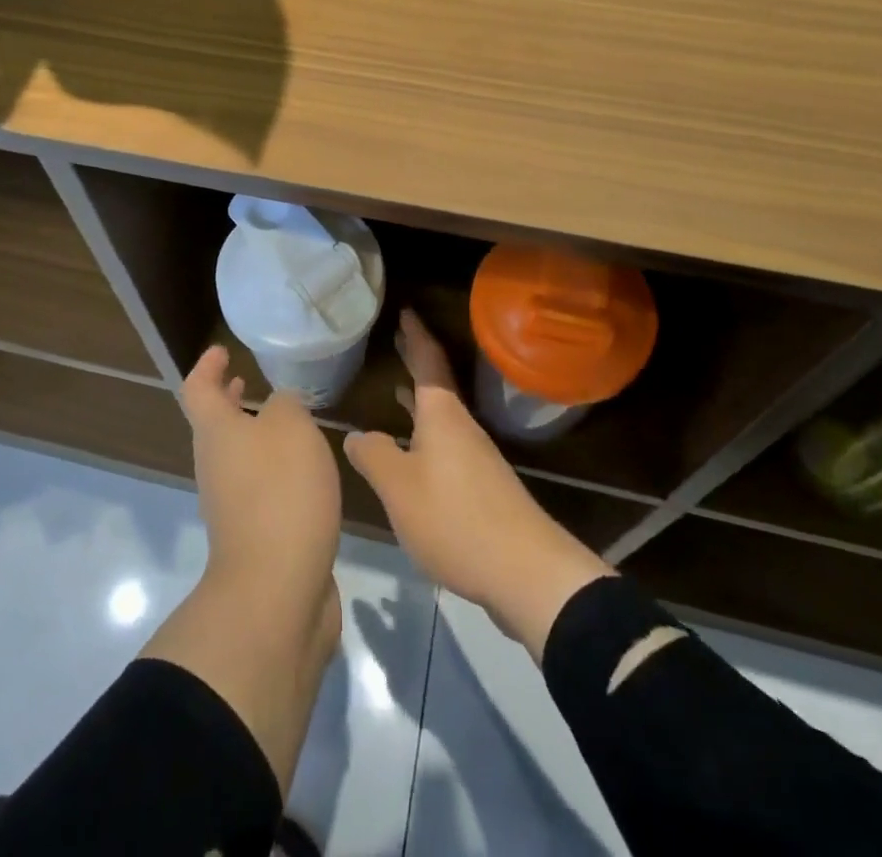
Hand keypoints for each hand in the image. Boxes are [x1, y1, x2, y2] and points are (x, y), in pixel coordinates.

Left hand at [182, 345, 343, 603]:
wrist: (275, 590)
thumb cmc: (280, 492)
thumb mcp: (291, 427)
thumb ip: (286, 405)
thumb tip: (279, 407)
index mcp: (216, 433)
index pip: (198, 389)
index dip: (207, 366)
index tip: (222, 351)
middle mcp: (216, 466)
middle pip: (214, 425)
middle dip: (228, 401)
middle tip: (247, 381)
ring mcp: (231, 505)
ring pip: (237, 457)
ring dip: (254, 435)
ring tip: (286, 422)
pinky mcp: (256, 535)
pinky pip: (259, 487)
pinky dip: (274, 469)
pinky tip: (306, 471)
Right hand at [343, 309, 612, 660]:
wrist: (526, 572)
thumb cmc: (455, 518)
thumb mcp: (399, 488)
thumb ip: (373, 457)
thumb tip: (355, 434)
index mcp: (442, 415)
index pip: (427, 362)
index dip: (415, 336)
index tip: (406, 311)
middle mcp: (462, 427)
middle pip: (437, 384)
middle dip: (417, 361)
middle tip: (399, 340)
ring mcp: (476, 457)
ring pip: (442, 416)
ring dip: (421, 400)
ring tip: (399, 389)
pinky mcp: (482, 487)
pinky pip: (447, 443)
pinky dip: (427, 432)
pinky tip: (415, 452)